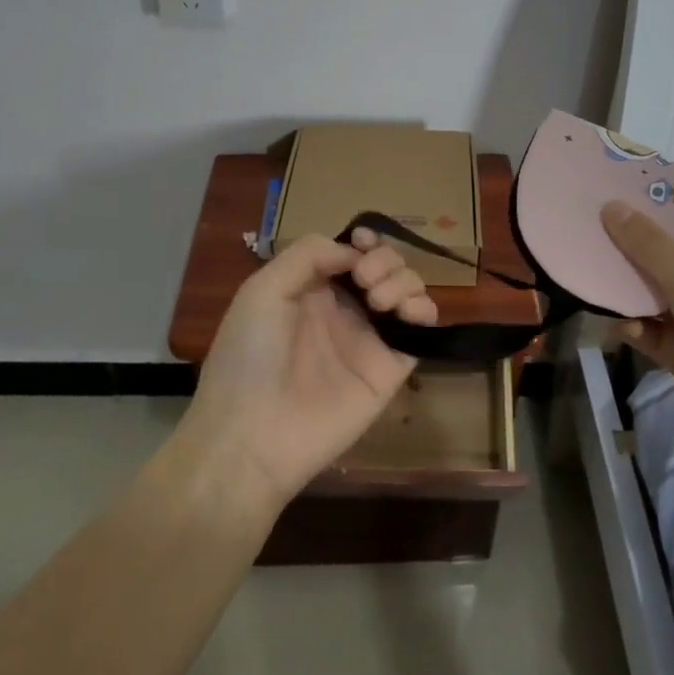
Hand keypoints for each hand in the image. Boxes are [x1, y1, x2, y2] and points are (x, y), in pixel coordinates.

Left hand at [180, 230, 437, 511]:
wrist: (253, 433)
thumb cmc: (249, 355)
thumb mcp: (262, 290)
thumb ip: (308, 255)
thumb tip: (354, 251)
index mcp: (312, 288)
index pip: (352, 251)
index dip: (364, 240)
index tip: (362, 243)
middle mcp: (345, 308)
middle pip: (385, 265)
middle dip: (383, 258)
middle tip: (364, 279)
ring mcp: (370, 337)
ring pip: (408, 290)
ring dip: (403, 279)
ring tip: (377, 299)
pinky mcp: (391, 367)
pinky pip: (422, 329)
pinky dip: (424, 309)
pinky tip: (406, 312)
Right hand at [600, 200, 673, 430]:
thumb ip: (647, 243)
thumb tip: (610, 205)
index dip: (643, 208)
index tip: (601, 195)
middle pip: (655, 256)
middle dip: (621, 250)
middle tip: (578, 236)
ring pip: (644, 294)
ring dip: (620, 291)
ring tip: (587, 280)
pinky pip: (645, 329)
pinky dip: (631, 327)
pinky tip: (622, 329)